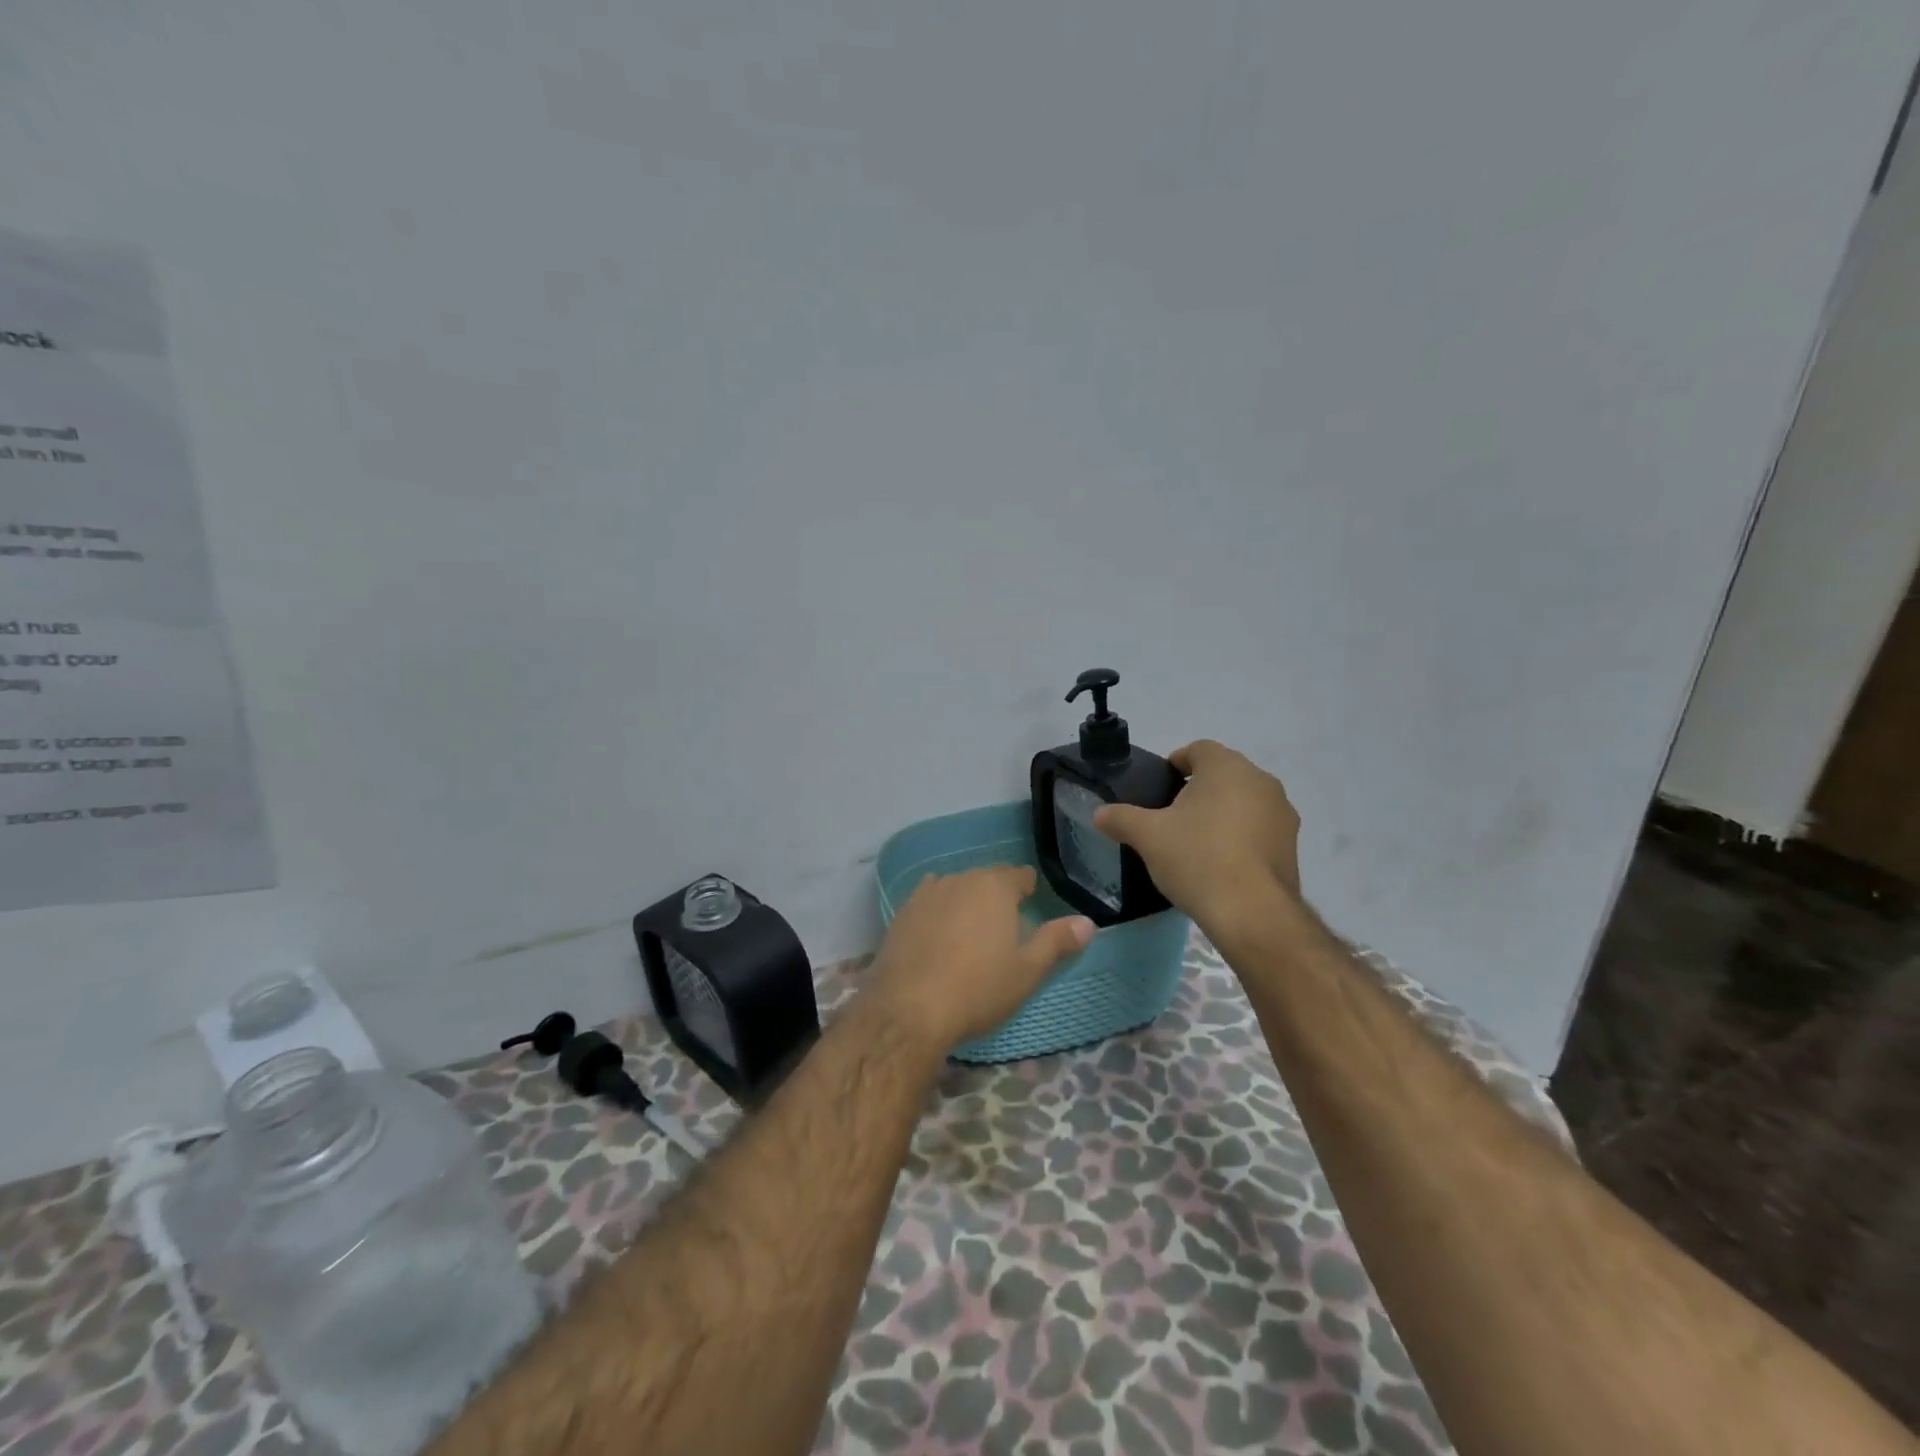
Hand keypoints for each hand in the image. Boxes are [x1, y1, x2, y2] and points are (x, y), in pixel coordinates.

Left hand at [866, 866, 1094, 1052]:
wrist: (909, 1008)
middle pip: (986, 879)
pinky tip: (938, 934)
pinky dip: (938, 912)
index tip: (1032, 905)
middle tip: (1005, 925)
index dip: (1028, 889)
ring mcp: (926, 894)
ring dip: (966, 901)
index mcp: (995, 887)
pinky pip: (929, 902)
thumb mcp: (1027, 971)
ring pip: (955, 888)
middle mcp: (960, 879)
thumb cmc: (978, 988)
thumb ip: (1057, 941)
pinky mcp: (901, 913)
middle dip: (997, 895)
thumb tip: (1088, 922)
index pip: (1019, 875)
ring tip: (972, 930)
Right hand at [1094, 739, 1302, 935]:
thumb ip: (1121, 818)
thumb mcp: (1147, 837)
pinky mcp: (1292, 846)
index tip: (1160, 786)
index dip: (1176, 763)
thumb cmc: (1197, 858)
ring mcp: (1282, 814)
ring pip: (1244, 802)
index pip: (1199, 749)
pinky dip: (1240, 838)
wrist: (1252, 913)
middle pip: (1223, 775)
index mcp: (1227, 767)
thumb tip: (1099, 813)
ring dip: (1222, 813)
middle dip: (1198, 790)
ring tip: (1196, 843)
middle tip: (1172, 816)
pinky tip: (1221, 864)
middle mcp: (1261, 781)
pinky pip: (1259, 829)